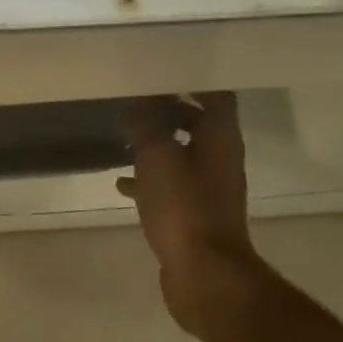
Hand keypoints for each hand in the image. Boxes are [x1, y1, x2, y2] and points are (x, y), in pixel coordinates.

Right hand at [117, 93, 271, 341]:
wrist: (204, 274)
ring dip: (157, 142)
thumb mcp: (157, 156)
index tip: (161, 68)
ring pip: (182, 153)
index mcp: (220, 138)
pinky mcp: (193, 213)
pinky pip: (170, 184)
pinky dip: (149, 177)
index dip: (192, 78)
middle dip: (169, 108)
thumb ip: (146, 124)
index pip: (216, 94)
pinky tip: (122, 182)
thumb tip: (139, 100)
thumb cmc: (183, 207)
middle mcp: (220, 158)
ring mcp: (208, 188)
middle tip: (135, 98)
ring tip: (123, 134)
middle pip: (199, 121)